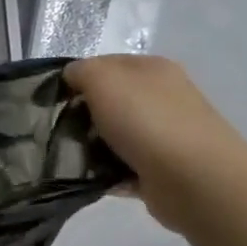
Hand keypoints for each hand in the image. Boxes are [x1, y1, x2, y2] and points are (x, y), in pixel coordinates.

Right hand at [64, 56, 246, 232]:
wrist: (193, 179)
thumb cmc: (146, 120)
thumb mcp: (103, 79)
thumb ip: (81, 71)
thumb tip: (71, 78)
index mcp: (152, 69)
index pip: (105, 65)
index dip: (77, 79)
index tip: (53, 100)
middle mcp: (162, 98)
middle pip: (110, 102)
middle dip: (83, 116)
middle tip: (57, 131)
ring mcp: (164, 135)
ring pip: (114, 137)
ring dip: (91, 148)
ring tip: (68, 159)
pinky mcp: (161, 169)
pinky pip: (122, 168)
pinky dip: (106, 174)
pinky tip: (88, 180)